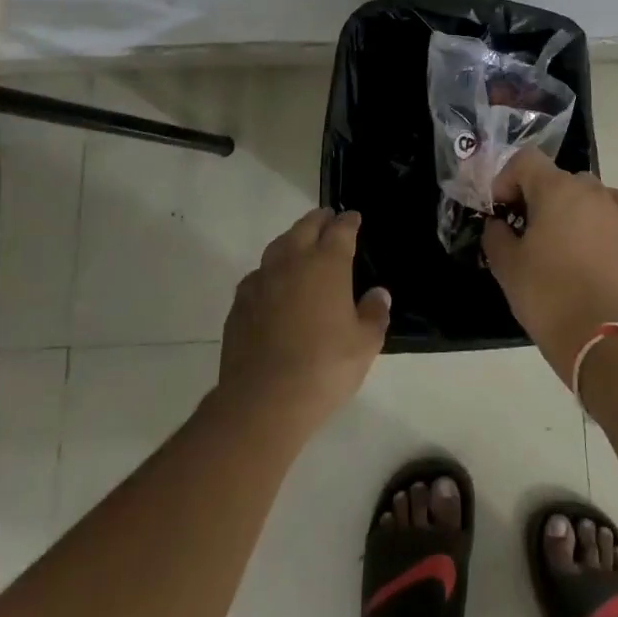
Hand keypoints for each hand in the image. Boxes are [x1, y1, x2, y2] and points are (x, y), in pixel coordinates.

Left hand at [216, 208, 391, 435]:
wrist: (264, 399)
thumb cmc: (325, 367)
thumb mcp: (365, 344)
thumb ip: (374, 314)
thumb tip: (377, 294)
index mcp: (327, 264)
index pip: (340, 231)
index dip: (348, 222)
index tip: (353, 217)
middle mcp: (292, 262)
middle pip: (305, 228)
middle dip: (319, 220)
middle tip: (327, 217)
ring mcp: (262, 281)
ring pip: (278, 246)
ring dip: (292, 239)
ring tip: (299, 242)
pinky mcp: (240, 304)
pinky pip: (257, 275)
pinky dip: (270, 271)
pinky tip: (272, 283)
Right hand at [483, 150, 617, 383]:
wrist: (600, 337)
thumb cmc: (547, 295)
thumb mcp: (506, 265)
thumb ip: (496, 234)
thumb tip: (499, 224)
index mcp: (556, 189)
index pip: (525, 160)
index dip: (506, 179)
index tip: (500, 209)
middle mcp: (590, 189)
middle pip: (555, 177)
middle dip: (536, 196)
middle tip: (524, 229)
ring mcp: (617, 209)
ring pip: (585, 193)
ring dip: (567, 206)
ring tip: (559, 239)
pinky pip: (613, 209)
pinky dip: (599, 216)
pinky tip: (591, 240)